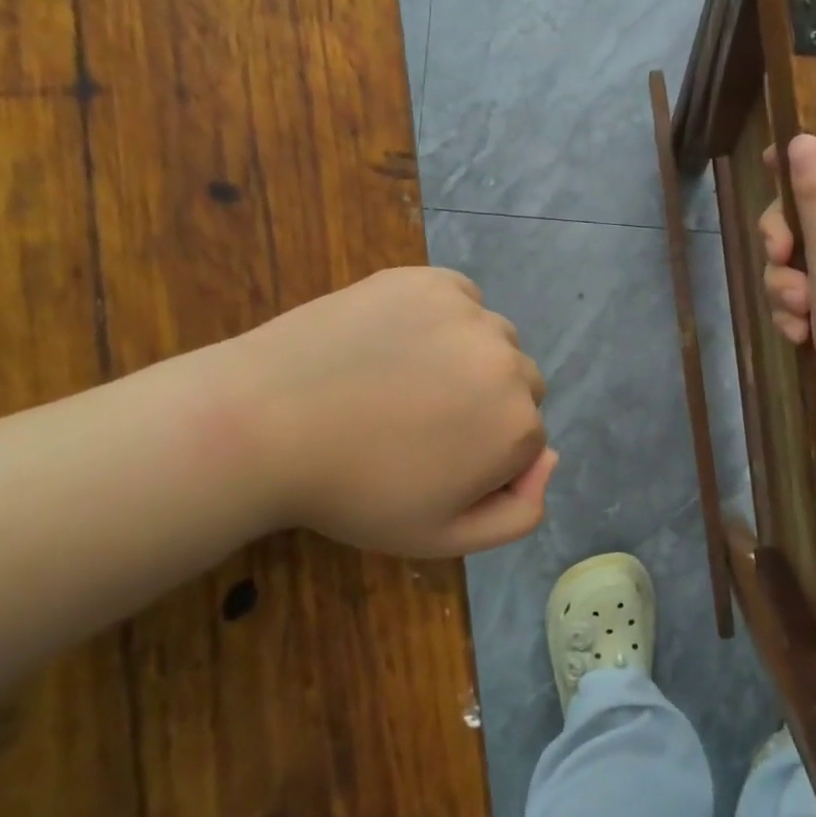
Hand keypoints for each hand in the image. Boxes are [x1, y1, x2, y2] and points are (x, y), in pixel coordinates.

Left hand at [217, 267, 555, 556]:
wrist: (264, 422)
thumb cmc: (354, 490)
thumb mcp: (441, 536)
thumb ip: (518, 513)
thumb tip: (551, 458)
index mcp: (517, 426)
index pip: (526, 440)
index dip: (483, 456)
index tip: (433, 463)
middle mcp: (509, 362)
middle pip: (518, 385)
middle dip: (484, 404)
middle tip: (418, 419)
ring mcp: (470, 314)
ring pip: (493, 340)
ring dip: (467, 358)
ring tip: (404, 378)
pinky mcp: (431, 280)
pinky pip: (461, 300)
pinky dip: (443, 319)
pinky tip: (397, 340)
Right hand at [760, 134, 815, 447]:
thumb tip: (802, 138)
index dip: (806, 152)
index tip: (766, 170)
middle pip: (814, 205)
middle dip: (785, 234)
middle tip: (780, 259)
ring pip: (804, 254)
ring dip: (786, 281)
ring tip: (798, 315)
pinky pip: (812, 291)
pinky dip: (799, 309)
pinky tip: (801, 336)